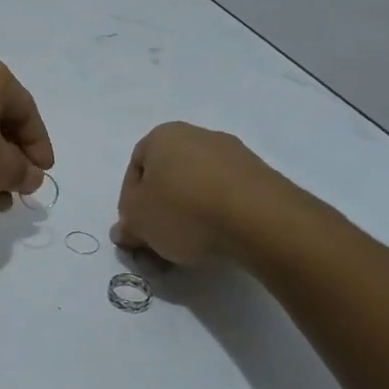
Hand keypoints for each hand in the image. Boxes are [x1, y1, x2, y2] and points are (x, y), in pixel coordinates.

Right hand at [111, 122, 307, 267]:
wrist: (261, 220)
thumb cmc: (184, 210)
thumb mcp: (138, 222)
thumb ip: (126, 225)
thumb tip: (125, 231)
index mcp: (163, 135)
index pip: (135, 170)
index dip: (130, 205)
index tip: (137, 232)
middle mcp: (198, 136)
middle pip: (168, 180)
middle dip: (160, 214)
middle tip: (159, 246)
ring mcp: (235, 155)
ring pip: (197, 190)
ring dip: (188, 219)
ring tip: (189, 252)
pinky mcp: (262, 178)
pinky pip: (227, 198)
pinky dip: (218, 219)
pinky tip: (218, 243)